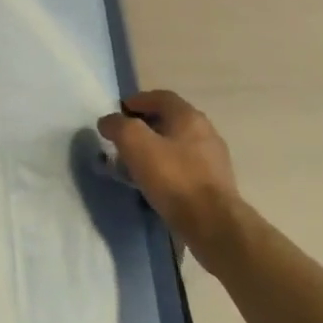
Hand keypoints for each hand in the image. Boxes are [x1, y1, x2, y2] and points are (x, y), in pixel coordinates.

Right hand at [96, 90, 239, 244]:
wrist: (213, 225)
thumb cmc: (173, 177)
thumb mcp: (135, 144)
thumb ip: (118, 126)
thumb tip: (108, 121)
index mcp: (189, 116)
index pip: (161, 97)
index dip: (137, 100)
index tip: (118, 112)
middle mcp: (205, 132)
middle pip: (169, 121)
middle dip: (144, 127)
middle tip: (123, 139)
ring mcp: (213, 160)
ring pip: (176, 146)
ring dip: (154, 150)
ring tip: (133, 165)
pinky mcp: (214, 185)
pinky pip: (184, 168)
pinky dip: (166, 169)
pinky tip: (153, 184)